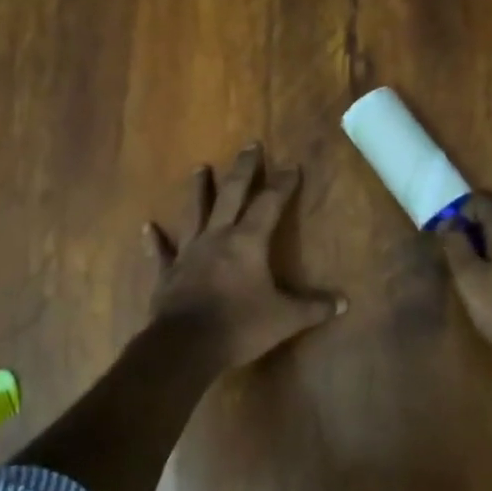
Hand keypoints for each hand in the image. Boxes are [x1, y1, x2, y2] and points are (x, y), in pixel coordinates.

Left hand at [145, 144, 344, 370]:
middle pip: (231, 194)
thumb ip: (313, 308)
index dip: (282, 184)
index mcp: (247, 242)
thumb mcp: (284, 319)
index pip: (269, 204)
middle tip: (250, 145)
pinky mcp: (168, 273)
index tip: (291, 166)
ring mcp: (189, 252)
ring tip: (200, 167)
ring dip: (199, 189)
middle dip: (243, 169)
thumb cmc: (239, 326)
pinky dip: (154, 240)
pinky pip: (161, 252)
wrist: (185, 345)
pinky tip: (148, 227)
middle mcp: (217, 237)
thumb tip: (343, 303)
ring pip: (195, 212)